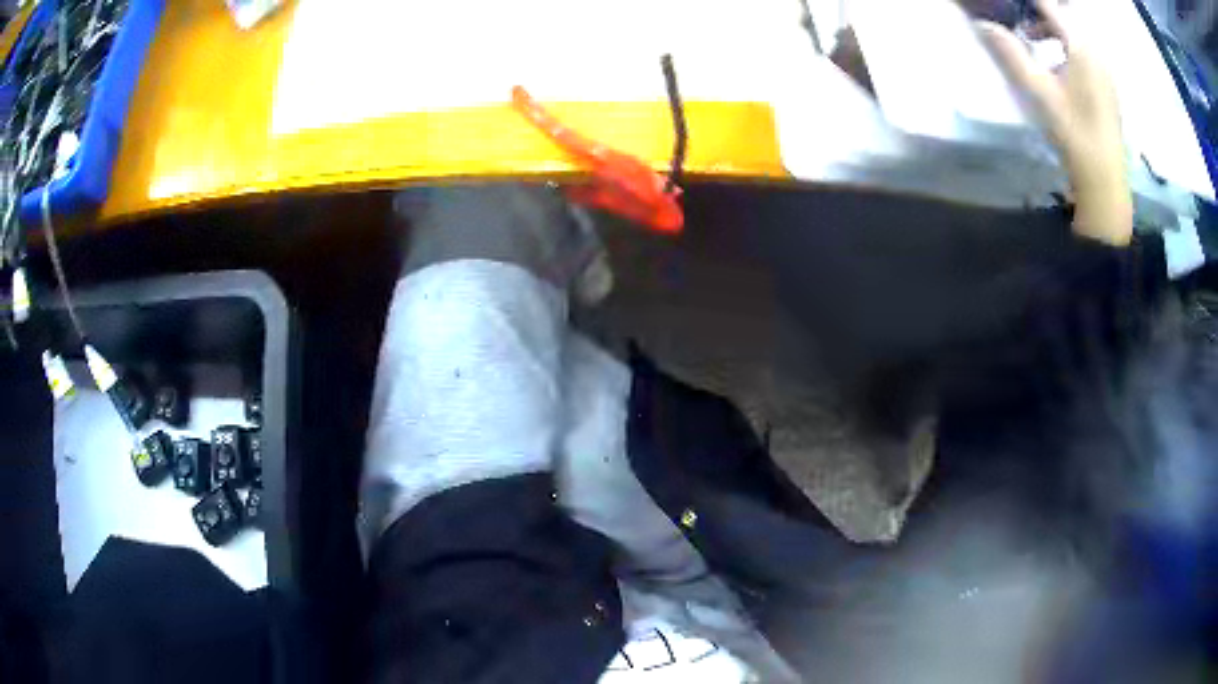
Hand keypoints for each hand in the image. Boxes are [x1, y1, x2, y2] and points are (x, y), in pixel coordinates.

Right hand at [978, 0, 1132, 245]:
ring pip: (1076, 31)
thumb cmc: (1074, 132)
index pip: (1049, 5)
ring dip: (1053, 27)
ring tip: (1034, 40)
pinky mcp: (1108, 84)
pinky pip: (1086, 49)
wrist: (1105, 180)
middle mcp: (1096, 50)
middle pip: (1065, 14)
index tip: (1009, 5)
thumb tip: (983, 24)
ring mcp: (1105, 68)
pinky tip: (1057, 63)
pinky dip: (1067, 44)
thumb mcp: (1038, 91)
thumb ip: (1010, 53)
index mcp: (1081, 45)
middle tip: (1019, 20)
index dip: (1028, 2)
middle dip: (1040, 12)